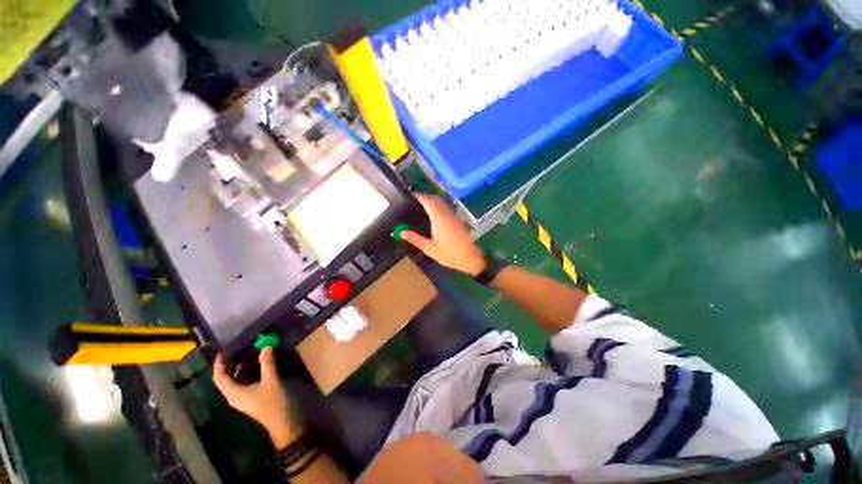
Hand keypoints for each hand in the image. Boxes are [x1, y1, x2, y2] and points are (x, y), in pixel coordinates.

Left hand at [212, 348, 302, 448]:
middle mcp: (234, 395)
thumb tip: (266, 346)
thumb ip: (267, 363)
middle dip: (229, 364)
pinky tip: (257, 364)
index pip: (219, 377)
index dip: (219, 364)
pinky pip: (243, 382)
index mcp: (234, 392)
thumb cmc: (272, 402)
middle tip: (238, 348)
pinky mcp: (250, 398)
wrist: (282, 421)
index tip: (223, 350)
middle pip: (225, 378)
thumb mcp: (271, 380)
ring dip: (239, 367)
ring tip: (248, 352)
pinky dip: (247, 372)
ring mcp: (242, 397)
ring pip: (235, 380)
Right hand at [402, 194, 485, 275]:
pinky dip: (439, 207)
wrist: (470, 258)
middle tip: (416, 200)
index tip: (412, 194)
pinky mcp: (458, 221)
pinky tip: (435, 215)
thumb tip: (401, 232)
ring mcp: (454, 217)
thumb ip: (415, 239)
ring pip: (443, 204)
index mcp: (439, 219)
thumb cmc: (449, 254)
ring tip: (424, 206)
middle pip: (436, 200)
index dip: (420, 196)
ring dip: (434, 201)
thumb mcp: (430, 249)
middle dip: (427, 197)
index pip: (428, 202)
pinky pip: (447, 209)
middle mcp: (447, 214)